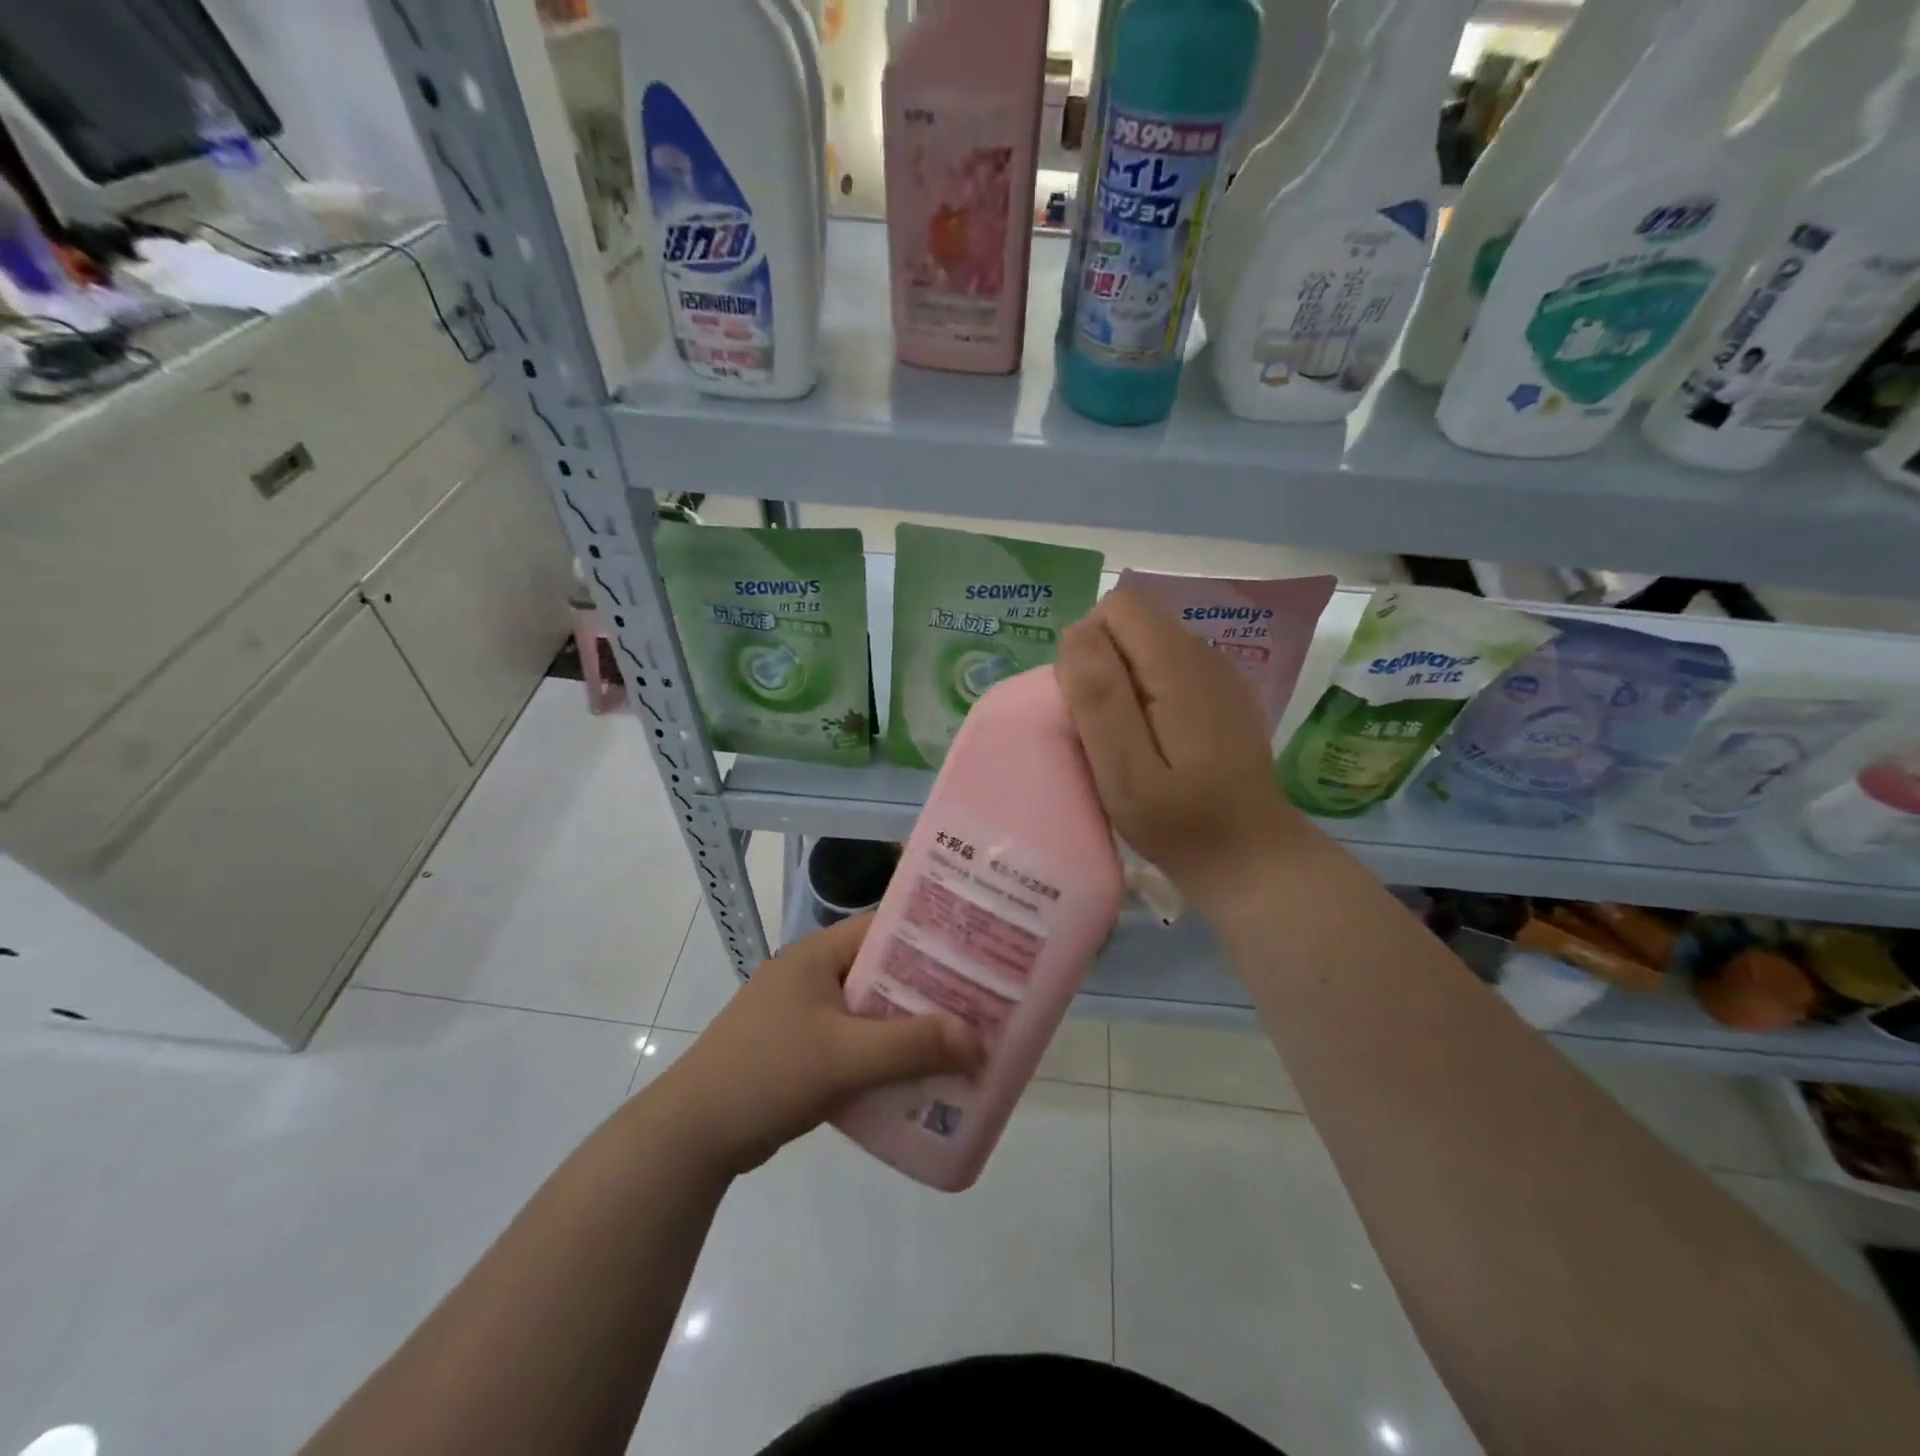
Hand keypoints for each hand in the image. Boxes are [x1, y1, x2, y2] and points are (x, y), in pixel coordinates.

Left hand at [653, 914, 983, 1176]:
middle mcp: (813, 974)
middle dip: (930, 988)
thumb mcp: (844, 1056)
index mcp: (818, 954)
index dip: (933, 936)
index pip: (886, 926)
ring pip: (872, 1009)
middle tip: (982, 1002)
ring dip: (910, 1026)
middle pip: (884, 970)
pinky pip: (856, 1042)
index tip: (978, 952)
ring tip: (962, 1040)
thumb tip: (978, 1040)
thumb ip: (912, 1046)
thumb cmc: (767, 1073)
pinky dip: (885, 1054)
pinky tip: (919, 1076)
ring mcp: (804, 1012)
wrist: (692, 1136)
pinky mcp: (801, 1049)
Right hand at [1057, 587, 1312, 916]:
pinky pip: (1166, 671)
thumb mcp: (1125, 770)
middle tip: (1104, 733)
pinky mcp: (1221, 697)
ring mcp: (1218, 675)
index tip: (1088, 707)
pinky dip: (1145, 697)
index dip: (1087, 647)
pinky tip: (1155, 745)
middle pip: (1132, 624)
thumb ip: (1099, 698)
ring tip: (1125, 743)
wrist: (1252, 859)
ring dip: (1121, 684)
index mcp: (1179, 665)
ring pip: (1146, 647)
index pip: (1118, 607)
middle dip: (1101, 666)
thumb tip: (1076, 633)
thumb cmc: (1181, 823)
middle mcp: (1204, 654)